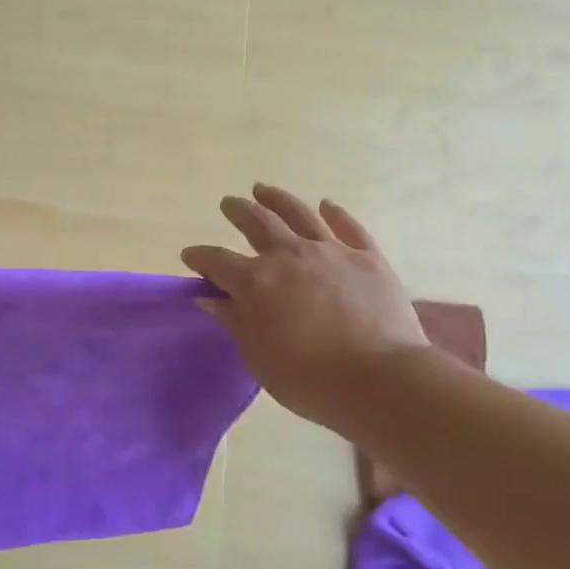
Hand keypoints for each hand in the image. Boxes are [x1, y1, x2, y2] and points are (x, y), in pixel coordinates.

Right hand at [182, 185, 428, 434]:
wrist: (380, 378)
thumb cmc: (308, 378)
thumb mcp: (258, 356)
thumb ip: (234, 321)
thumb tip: (210, 297)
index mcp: (255, 281)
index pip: (217, 261)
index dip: (200, 257)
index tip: (190, 256)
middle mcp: (289, 255)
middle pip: (257, 223)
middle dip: (238, 211)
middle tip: (229, 203)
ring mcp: (331, 251)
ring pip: (299, 213)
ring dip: (277, 199)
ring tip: (263, 189)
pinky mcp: (368, 257)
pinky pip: (349, 226)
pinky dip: (335, 213)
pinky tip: (327, 205)